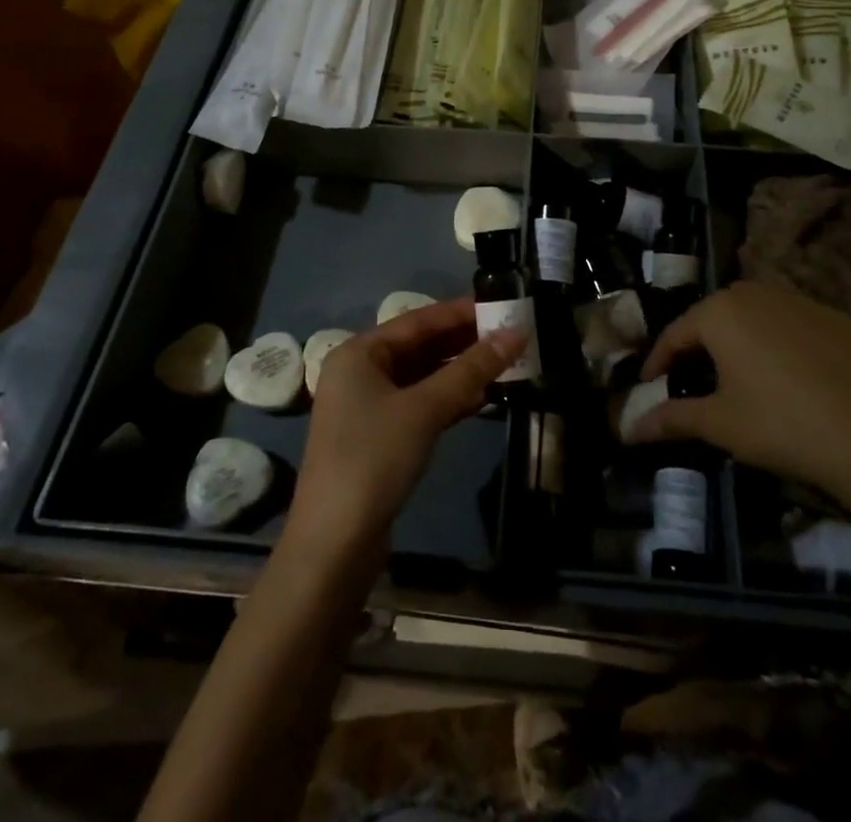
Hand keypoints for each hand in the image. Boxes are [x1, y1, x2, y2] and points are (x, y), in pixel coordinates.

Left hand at [287, 297, 523, 565]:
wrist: (334, 545)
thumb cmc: (374, 459)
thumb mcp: (425, 409)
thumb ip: (471, 370)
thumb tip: (516, 334)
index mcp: (359, 353)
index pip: (419, 320)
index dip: (461, 312)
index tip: (501, 305)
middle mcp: (360, 372)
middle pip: (420, 347)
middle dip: (464, 342)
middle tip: (510, 334)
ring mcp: (368, 406)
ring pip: (422, 377)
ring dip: (461, 372)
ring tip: (505, 362)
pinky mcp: (380, 437)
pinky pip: (420, 404)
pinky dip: (449, 399)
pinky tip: (483, 398)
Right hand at [630, 282, 850, 532]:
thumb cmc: (781, 425)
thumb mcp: (719, 424)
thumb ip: (671, 419)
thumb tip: (628, 428)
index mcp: (721, 312)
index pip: (675, 333)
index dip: (658, 361)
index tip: (649, 386)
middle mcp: (756, 293)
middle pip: (714, 316)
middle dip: (698, 345)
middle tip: (691, 379)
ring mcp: (800, 302)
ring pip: (754, 314)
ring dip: (738, 339)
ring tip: (735, 374)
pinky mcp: (836, 320)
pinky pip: (791, 323)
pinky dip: (777, 342)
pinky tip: (786, 375)